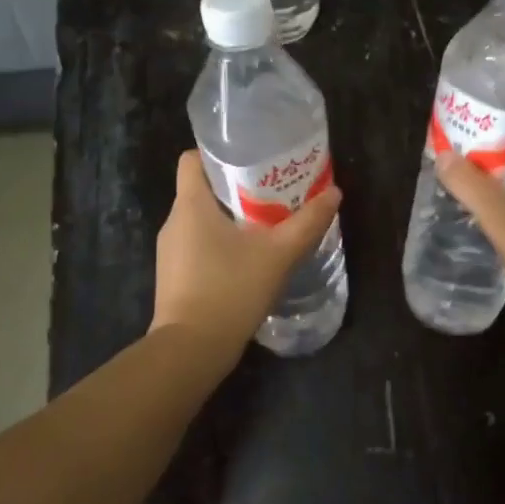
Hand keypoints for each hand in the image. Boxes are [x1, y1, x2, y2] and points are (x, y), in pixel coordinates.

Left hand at [152, 150, 342, 360]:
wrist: (191, 350)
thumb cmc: (230, 289)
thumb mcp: (278, 254)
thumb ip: (307, 223)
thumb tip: (334, 193)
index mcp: (190, 204)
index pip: (192, 159)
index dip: (217, 153)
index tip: (250, 159)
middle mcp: (174, 221)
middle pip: (201, 189)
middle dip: (235, 187)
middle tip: (272, 191)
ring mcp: (170, 252)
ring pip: (200, 220)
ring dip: (230, 218)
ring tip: (265, 224)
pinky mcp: (174, 277)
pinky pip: (197, 247)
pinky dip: (220, 245)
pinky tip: (248, 260)